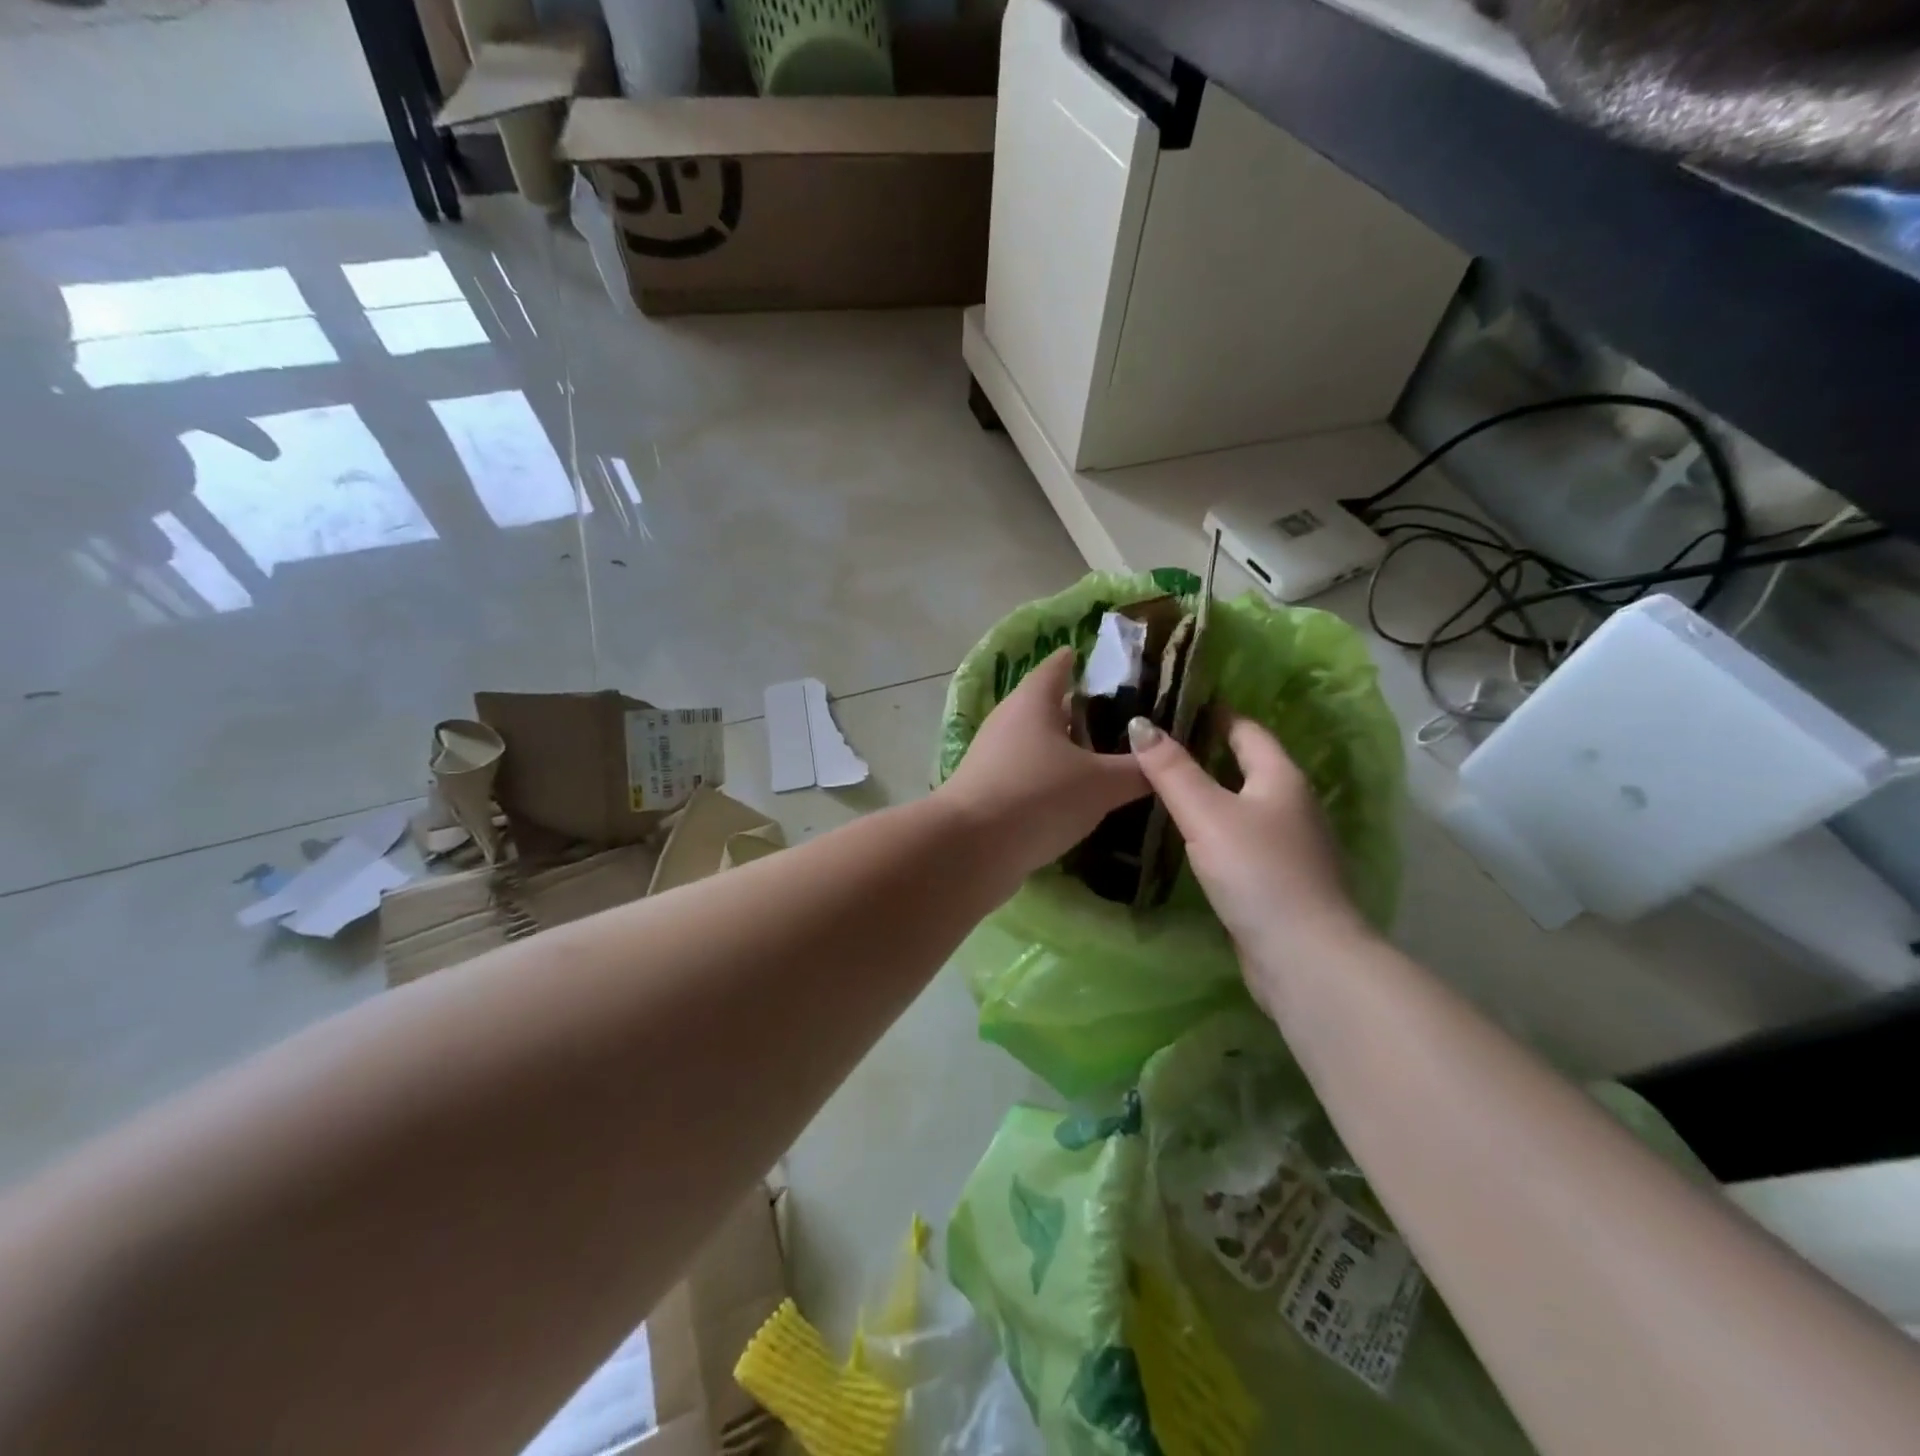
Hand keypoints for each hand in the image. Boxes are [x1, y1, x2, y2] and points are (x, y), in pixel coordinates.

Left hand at [939, 648, 1148, 882]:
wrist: (970, 849)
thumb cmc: (1038, 796)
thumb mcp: (1101, 783)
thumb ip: (1138, 770)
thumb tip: (1166, 760)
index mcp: (1034, 700)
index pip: (1061, 665)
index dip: (1087, 661)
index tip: (1118, 666)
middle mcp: (1010, 720)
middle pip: (1052, 706)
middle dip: (1086, 713)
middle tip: (1129, 722)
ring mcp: (994, 756)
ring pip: (1040, 743)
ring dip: (1070, 750)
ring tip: (1111, 761)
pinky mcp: (989, 791)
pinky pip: (1030, 775)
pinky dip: (1054, 780)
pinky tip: (1079, 798)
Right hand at [1127, 713, 1368, 968]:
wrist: (1303, 957)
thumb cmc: (1257, 872)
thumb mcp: (1207, 814)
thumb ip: (1171, 770)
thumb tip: (1139, 723)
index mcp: (1281, 778)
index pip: (1245, 730)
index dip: (1212, 714)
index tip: (1171, 705)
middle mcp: (1291, 805)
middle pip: (1245, 766)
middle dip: (1204, 753)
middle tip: (1153, 746)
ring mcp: (1289, 845)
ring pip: (1242, 805)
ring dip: (1208, 794)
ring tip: (1160, 787)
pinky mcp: (1278, 879)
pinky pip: (1241, 839)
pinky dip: (1214, 829)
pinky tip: (1186, 837)